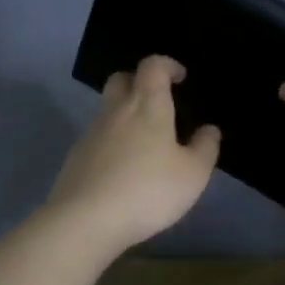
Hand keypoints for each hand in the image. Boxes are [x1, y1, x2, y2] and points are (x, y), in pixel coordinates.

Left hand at [46, 56, 219, 255]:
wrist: (86, 219)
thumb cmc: (148, 191)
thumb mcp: (192, 174)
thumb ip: (204, 148)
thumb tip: (209, 129)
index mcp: (147, 106)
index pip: (152, 66)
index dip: (167, 65)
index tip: (180, 77)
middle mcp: (115, 112)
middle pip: (122, 80)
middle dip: (139, 82)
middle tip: (158, 102)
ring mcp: (91, 134)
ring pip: (108, 110)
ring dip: (126, 116)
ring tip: (146, 143)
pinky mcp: (76, 158)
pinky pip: (98, 138)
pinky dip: (113, 143)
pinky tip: (124, 169)